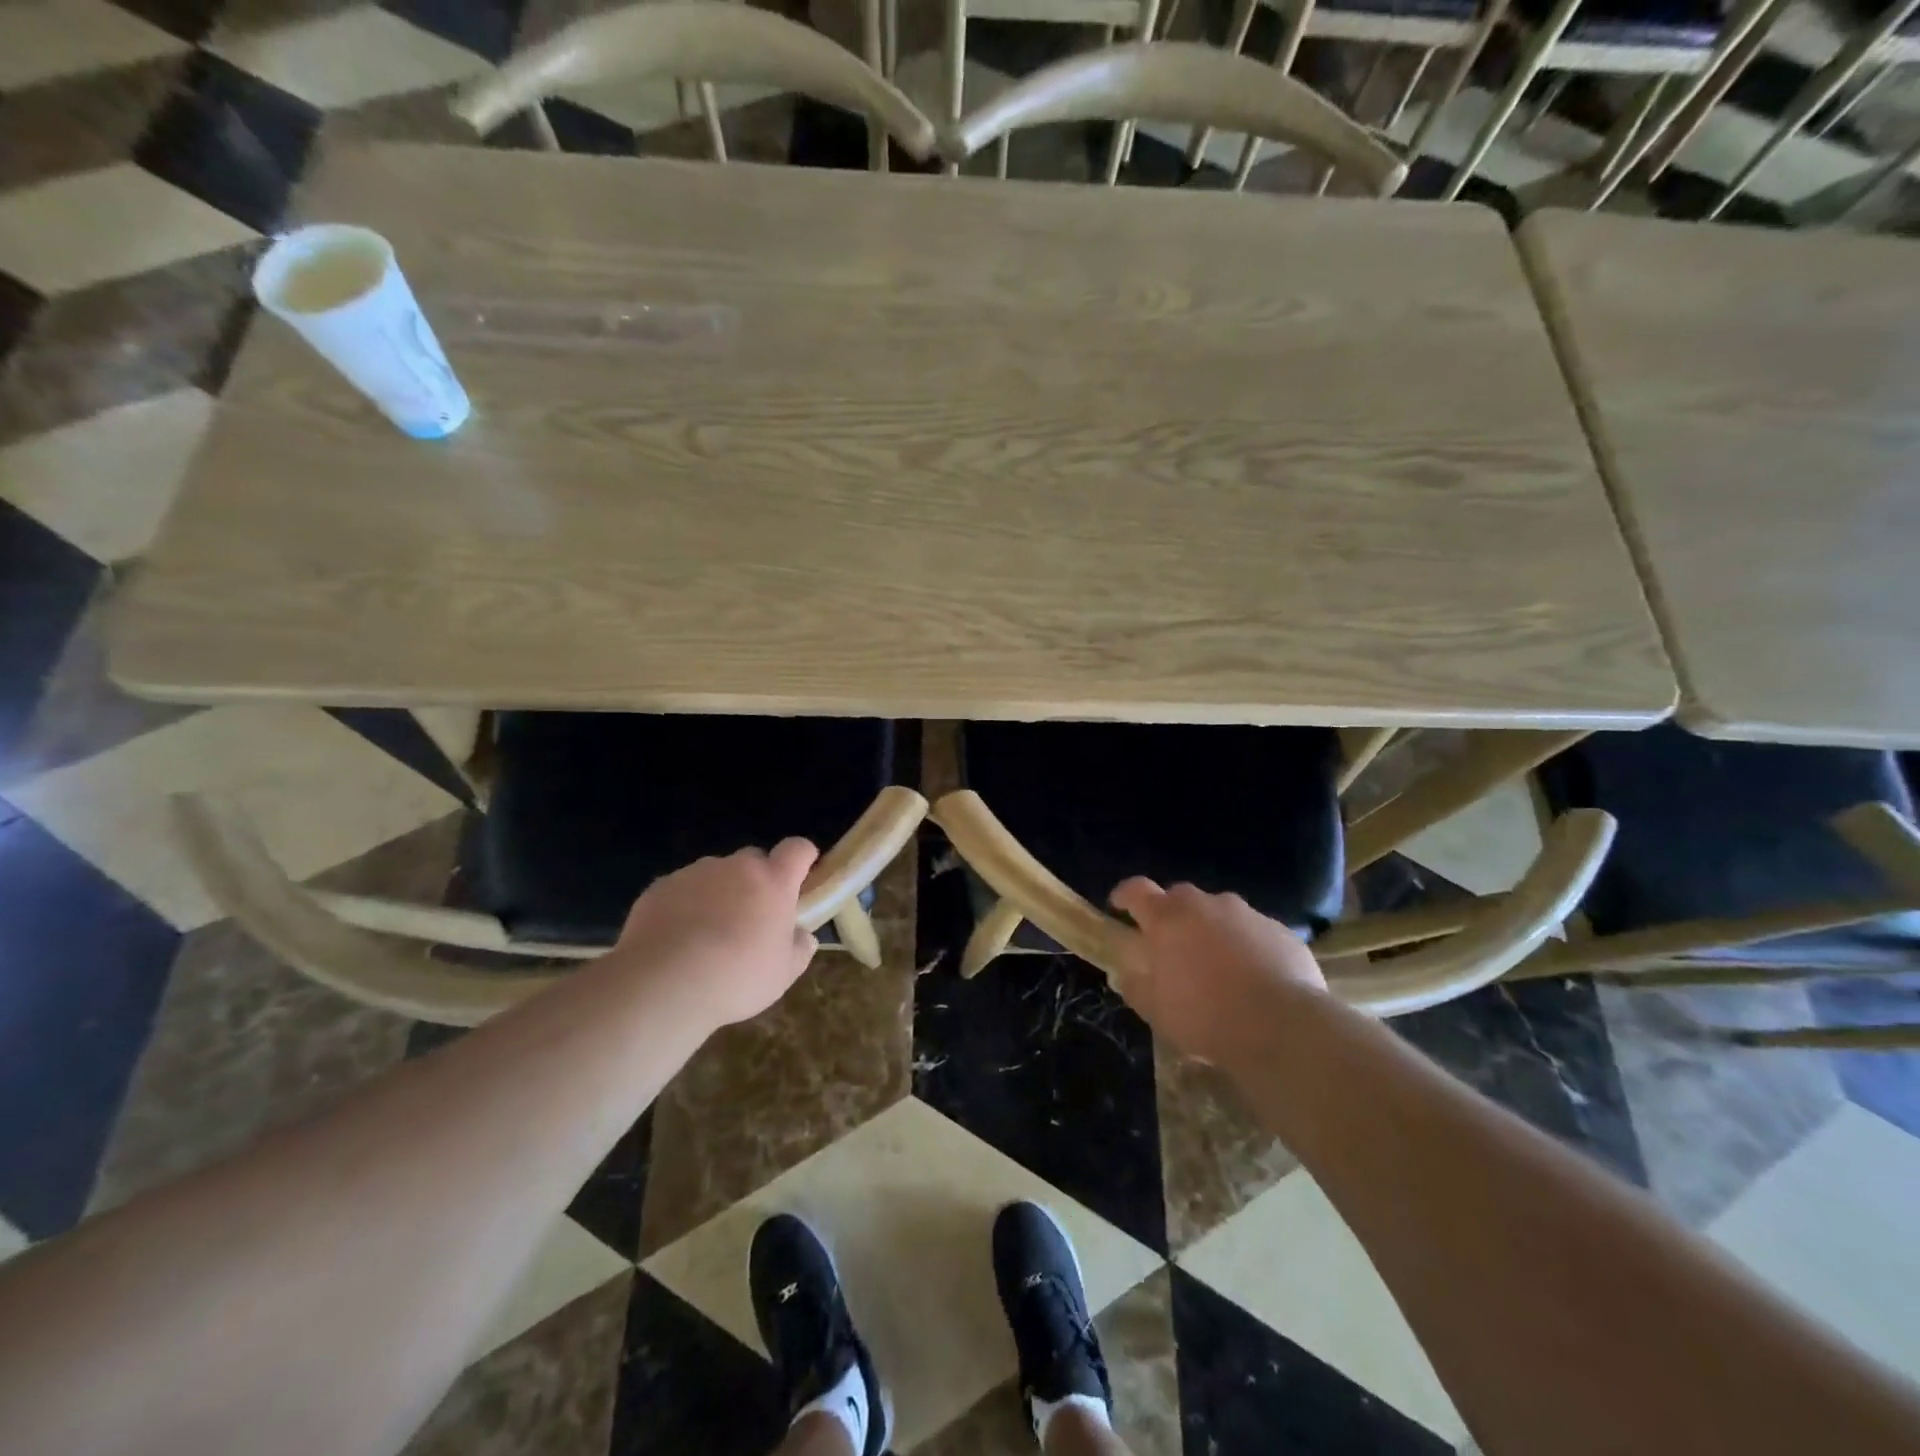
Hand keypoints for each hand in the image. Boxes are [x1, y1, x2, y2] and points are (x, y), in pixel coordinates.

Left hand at [614, 840, 820, 1028]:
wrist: (661, 986)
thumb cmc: (736, 978)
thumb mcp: (783, 973)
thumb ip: (800, 947)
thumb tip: (802, 935)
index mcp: (773, 882)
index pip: (797, 849)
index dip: (803, 858)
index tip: (801, 878)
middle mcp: (735, 867)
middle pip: (754, 859)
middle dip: (757, 880)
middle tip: (751, 917)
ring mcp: (695, 873)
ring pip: (715, 873)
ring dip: (719, 892)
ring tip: (707, 933)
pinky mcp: (660, 886)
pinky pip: (681, 888)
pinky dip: (684, 904)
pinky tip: (676, 938)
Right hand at [1107, 879, 1326, 1063]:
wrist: (1283, 1027)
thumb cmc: (1206, 1017)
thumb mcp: (1157, 1011)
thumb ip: (1136, 986)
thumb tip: (1126, 974)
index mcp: (1168, 918)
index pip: (1137, 890)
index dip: (1125, 896)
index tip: (1119, 907)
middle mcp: (1205, 904)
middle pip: (1179, 897)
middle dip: (1172, 916)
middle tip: (1173, 947)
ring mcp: (1247, 914)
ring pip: (1220, 913)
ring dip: (1212, 930)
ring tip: (1218, 966)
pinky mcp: (1281, 931)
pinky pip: (1254, 931)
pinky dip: (1247, 946)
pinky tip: (1255, 977)